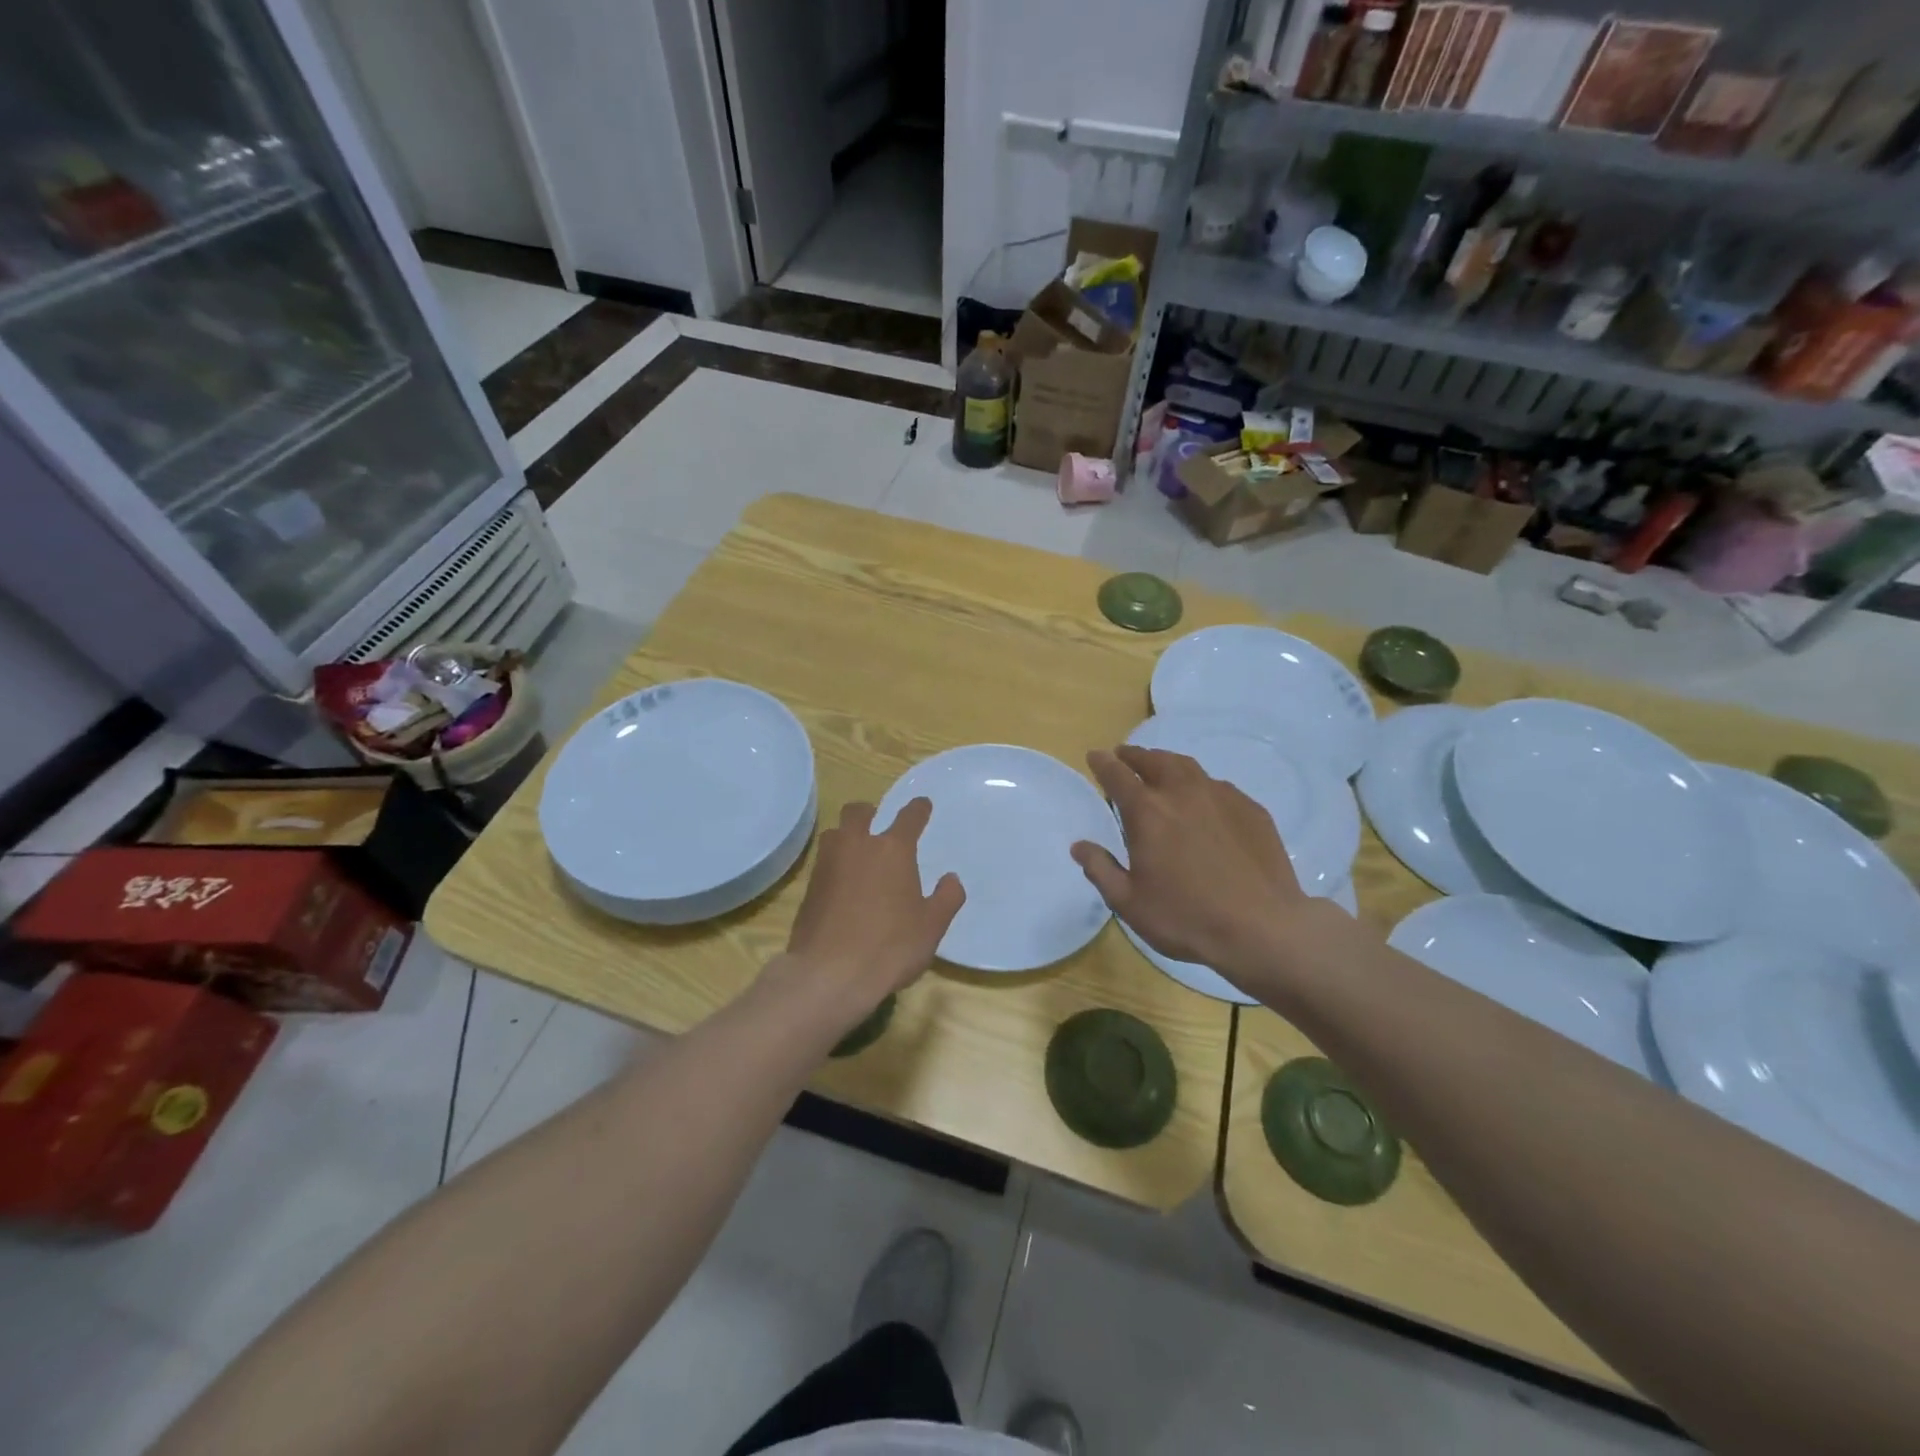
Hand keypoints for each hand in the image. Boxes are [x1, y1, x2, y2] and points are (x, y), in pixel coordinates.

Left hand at [779, 798, 963, 1026]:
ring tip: (858, 854)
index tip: (923, 805)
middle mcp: (857, 846)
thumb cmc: (890, 946)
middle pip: (858, 812)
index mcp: (893, 849)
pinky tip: (843, 884)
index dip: (918, 809)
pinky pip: (824, 862)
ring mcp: (829, 864)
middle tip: (878, 823)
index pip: (909, 817)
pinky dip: (835, 864)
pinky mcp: (810, 887)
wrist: (829, 974)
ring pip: (835, 833)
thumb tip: (951, 879)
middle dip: (870, 812)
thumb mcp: (931, 926)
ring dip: (847, 836)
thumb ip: (946, 898)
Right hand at [1071, 746, 1311, 986]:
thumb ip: (1101, 869)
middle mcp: (1182, 793)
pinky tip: (1203, 802)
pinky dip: (1201, 786)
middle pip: (1154, 761)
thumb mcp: (1129, 902)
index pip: (1117, 775)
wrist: (1262, 928)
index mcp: (1147, 812)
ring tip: (1160, 769)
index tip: (1095, 756)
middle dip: (1135, 756)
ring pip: (1188, 767)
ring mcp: (1221, 797)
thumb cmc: (1186, 918)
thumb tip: (1079, 846)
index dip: (1103, 763)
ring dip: (1167, 763)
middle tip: (1124, 756)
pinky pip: (1218, 787)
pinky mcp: (1251, 810)